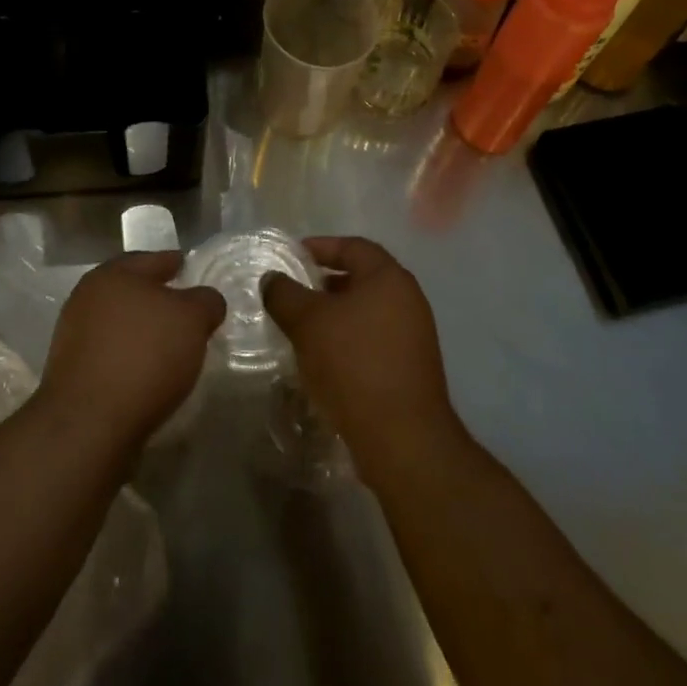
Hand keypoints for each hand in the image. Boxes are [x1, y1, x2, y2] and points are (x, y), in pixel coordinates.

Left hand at [38, 251, 225, 451]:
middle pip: (132, 291)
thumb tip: (206, 301)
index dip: (175, 263)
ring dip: (142, 331)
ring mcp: (75, 337)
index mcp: (113, 274)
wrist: (88, 425)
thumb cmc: (144, 356)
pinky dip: (130, 359)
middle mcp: (88, 298)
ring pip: (120, 324)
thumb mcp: (192, 319)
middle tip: (186, 312)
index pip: (152, 259)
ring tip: (172, 348)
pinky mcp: (71, 374)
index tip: (191, 270)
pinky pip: (111, 355)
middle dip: (158, 299)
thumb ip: (205, 301)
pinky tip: (149, 375)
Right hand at [262, 237, 462, 470]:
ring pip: (367, 311)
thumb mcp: (308, 323)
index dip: (321, 247)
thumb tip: (272, 279)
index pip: (353, 246)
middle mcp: (408, 299)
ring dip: (336, 315)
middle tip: (294, 292)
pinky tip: (325, 359)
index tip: (292, 257)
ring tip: (303, 328)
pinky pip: (375, 339)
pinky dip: (349, 339)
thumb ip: (285, 294)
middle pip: (362, 278)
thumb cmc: (354, 364)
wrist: (402, 439)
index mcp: (389, 277)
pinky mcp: (412, 368)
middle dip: (326, 283)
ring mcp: (414, 335)